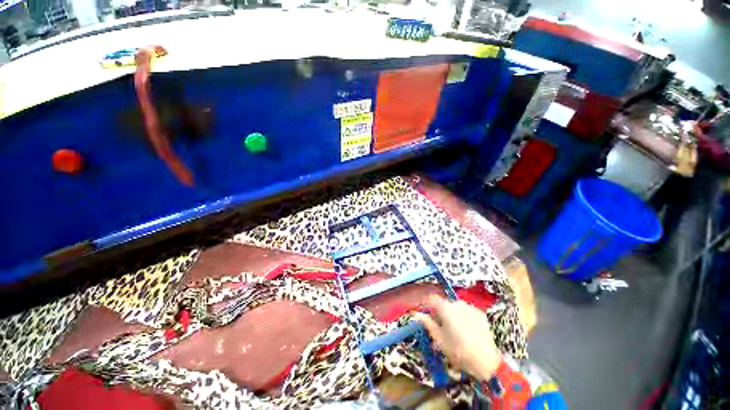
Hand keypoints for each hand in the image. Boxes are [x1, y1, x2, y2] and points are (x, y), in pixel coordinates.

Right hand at [413, 295, 501, 380]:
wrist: (487, 362)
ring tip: (453, 330)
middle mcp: (457, 303)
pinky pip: (466, 311)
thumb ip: (427, 323)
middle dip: (439, 312)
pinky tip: (465, 330)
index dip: (425, 305)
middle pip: (443, 303)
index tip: (423, 313)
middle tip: (439, 327)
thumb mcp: (439, 339)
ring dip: (451, 314)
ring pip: (455, 307)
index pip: (431, 299)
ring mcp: (470, 307)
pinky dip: (463, 317)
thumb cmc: (458, 351)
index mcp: (445, 308)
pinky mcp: (480, 314)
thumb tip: (415, 314)